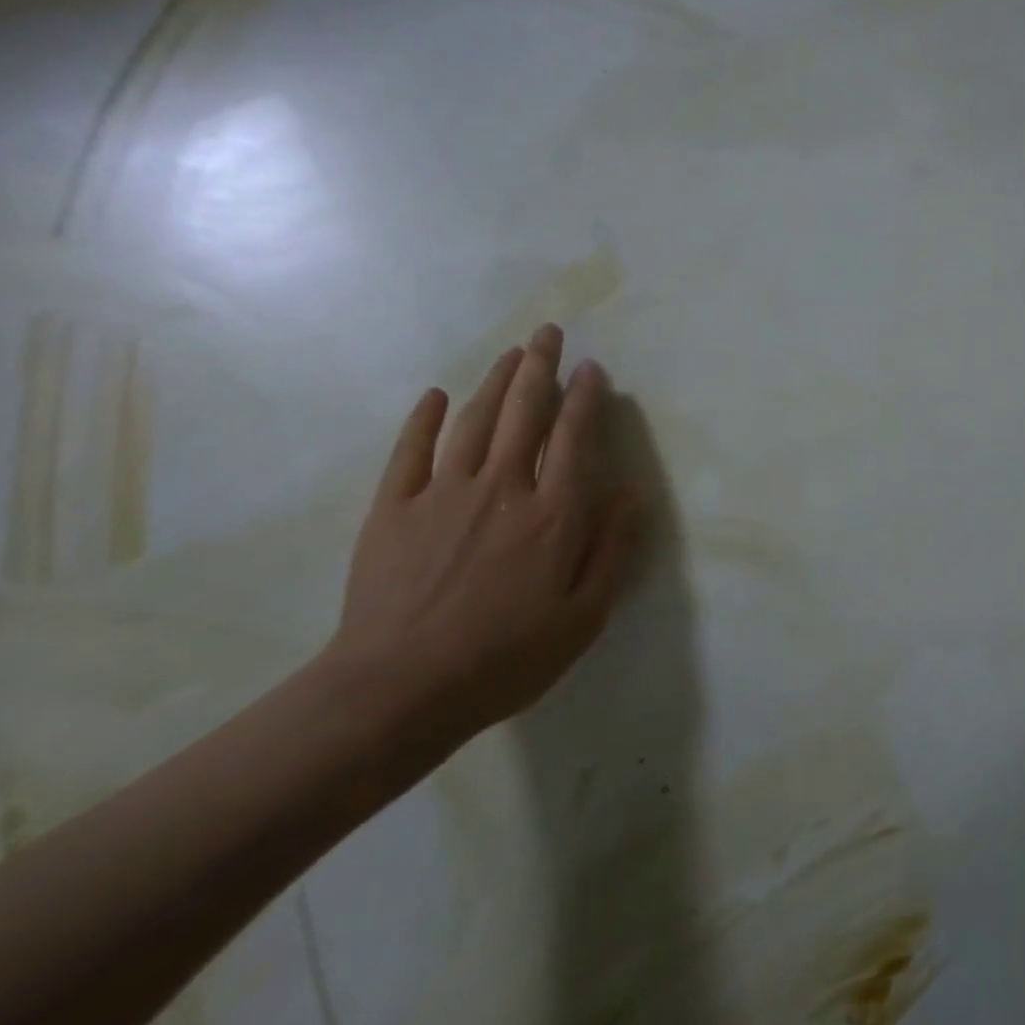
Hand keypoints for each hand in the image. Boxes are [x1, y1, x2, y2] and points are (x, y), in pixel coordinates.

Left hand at [326, 324, 640, 744]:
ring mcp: (444, 494)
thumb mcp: (584, 616)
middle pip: (525, 414)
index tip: (592, 370)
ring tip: (512, 353)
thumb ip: (612, 548)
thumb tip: (631, 491)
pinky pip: (411, 451)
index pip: (575, 440)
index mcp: (553, 515)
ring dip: (495, 382)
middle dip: (540, 369)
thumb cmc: (507, 658)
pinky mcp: (393, 509)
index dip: (585, 400)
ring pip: (474, 422)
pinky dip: (423, 419)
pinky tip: (435, 395)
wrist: (399, 690)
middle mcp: (503, 489)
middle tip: (549, 333)